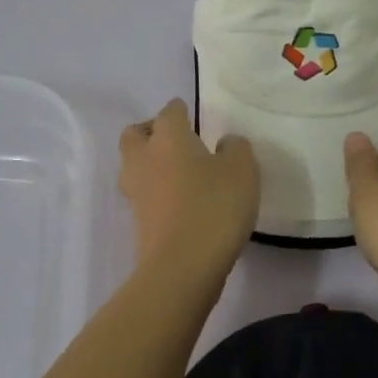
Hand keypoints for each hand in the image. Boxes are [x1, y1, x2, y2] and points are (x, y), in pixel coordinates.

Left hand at [119, 99, 258, 280]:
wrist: (182, 267)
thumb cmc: (214, 207)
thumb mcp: (242, 170)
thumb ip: (236, 148)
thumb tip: (224, 143)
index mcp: (168, 137)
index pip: (170, 111)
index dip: (181, 110)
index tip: (193, 116)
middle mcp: (143, 158)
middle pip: (136, 134)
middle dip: (152, 132)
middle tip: (178, 141)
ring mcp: (136, 192)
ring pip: (135, 165)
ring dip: (151, 163)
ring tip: (180, 172)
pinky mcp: (138, 221)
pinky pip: (144, 194)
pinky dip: (157, 191)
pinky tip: (181, 200)